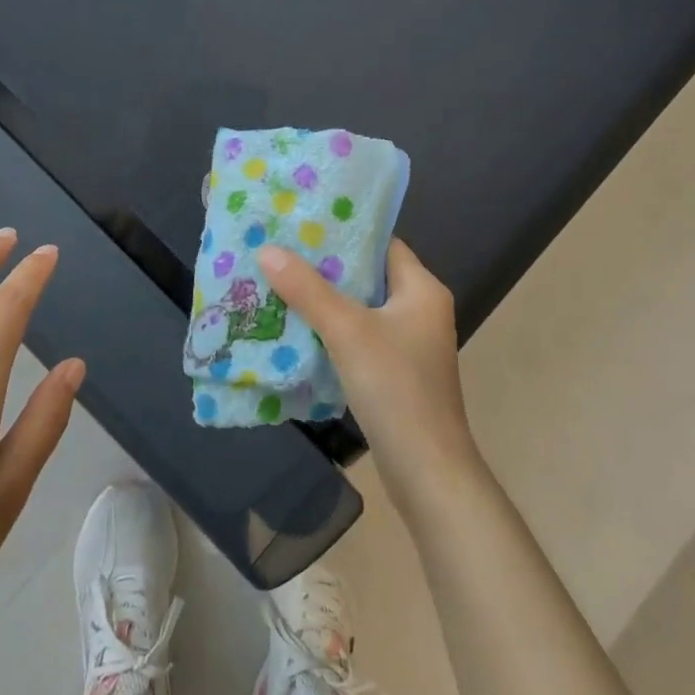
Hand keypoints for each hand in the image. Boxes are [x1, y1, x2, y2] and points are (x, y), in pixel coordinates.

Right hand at [258, 239, 481, 512]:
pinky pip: (359, 336)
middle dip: (325, 265)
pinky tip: (297, 326)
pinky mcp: (396, 371)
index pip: (381, 243)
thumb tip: (267, 250)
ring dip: (325, 298)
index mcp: (422, 289)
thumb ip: (307, 289)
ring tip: (280, 281)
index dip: (344, 231)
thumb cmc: (395, 388)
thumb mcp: (347, 331)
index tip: (302, 222)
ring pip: (360, 307)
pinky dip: (332, 329)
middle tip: (281, 250)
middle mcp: (420, 309)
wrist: (427, 473)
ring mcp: (409, 343)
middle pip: (367, 274)